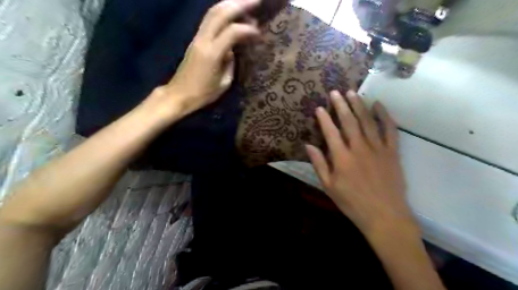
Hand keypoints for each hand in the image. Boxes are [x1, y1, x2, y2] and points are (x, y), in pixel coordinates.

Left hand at [149, 0, 262, 119]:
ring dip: (230, 4)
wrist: (179, 94)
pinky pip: (209, 20)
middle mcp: (203, 40)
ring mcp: (197, 38)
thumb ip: (230, 63)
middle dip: (240, 4)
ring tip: (245, 3)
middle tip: (257, 1)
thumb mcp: (224, 83)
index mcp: (212, 53)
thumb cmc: (203, 94)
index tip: (259, 33)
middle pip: (221, 13)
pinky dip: (222, 12)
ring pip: (212, 12)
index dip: (248, 29)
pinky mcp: (195, 39)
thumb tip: (233, 50)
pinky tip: (231, 13)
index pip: (232, 31)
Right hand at [305, 91, 414, 237]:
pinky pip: (390, 130)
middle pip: (349, 122)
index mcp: (342, 158)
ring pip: (367, 121)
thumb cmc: (352, 202)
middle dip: (341, 105)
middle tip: (335, 92)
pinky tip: (378, 105)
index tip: (319, 107)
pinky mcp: (392, 152)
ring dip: (359, 105)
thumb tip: (308, 145)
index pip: (330, 132)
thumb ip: (319, 164)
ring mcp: (378, 148)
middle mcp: (359, 148)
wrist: (384, 215)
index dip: (324, 118)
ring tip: (352, 93)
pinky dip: (384, 116)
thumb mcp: (329, 186)